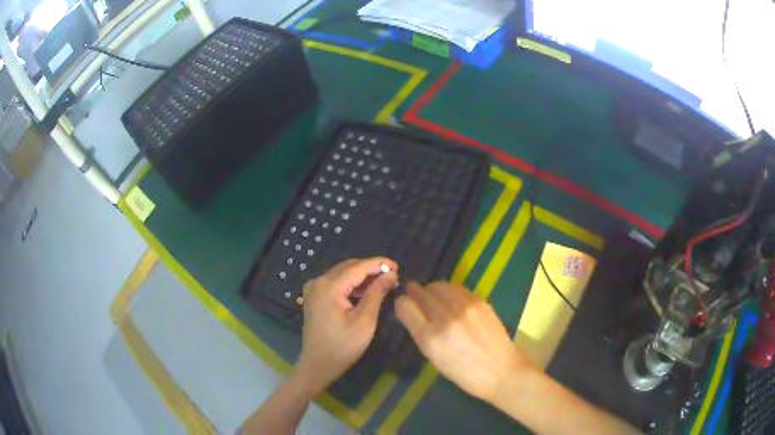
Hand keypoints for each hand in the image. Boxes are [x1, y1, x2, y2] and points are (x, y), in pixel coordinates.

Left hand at [294, 258, 397, 392]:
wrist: (318, 365)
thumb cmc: (343, 346)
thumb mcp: (365, 320)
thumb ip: (377, 293)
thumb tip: (391, 274)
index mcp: (329, 286)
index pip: (357, 267)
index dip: (378, 264)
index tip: (398, 266)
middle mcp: (318, 281)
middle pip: (348, 267)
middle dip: (371, 269)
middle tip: (393, 276)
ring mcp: (314, 288)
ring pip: (342, 273)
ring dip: (362, 276)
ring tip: (383, 283)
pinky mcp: (314, 297)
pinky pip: (336, 282)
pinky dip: (351, 284)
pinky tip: (366, 291)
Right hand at [395, 281, 534, 403]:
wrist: (502, 370)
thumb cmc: (465, 373)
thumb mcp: (435, 359)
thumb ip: (422, 334)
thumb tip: (411, 313)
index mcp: (430, 339)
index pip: (405, 307)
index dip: (401, 303)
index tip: (403, 304)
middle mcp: (445, 319)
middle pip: (421, 293)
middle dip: (414, 292)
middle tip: (414, 294)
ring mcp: (464, 308)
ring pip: (438, 286)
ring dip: (431, 289)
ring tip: (432, 295)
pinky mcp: (479, 302)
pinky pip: (456, 288)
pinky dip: (448, 290)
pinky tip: (450, 298)